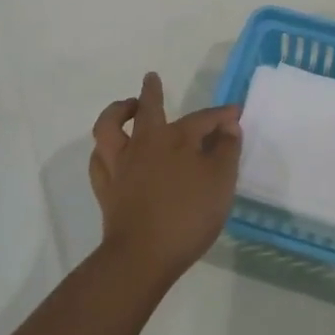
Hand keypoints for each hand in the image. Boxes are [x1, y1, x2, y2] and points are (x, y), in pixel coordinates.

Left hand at [90, 72, 241, 286]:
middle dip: (152, 92)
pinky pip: (99, 160)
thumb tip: (229, 126)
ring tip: (125, 107)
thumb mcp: (221, 182)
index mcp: (176, 139)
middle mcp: (145, 143)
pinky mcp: (106, 188)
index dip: (221, 115)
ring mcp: (121, 164)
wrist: (143, 255)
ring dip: (116, 111)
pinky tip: (109, 151)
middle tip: (151, 79)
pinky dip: (104, 150)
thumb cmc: (188, 216)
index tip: (235, 113)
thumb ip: (227, 151)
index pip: (203, 119)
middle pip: (147, 109)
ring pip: (109, 127)